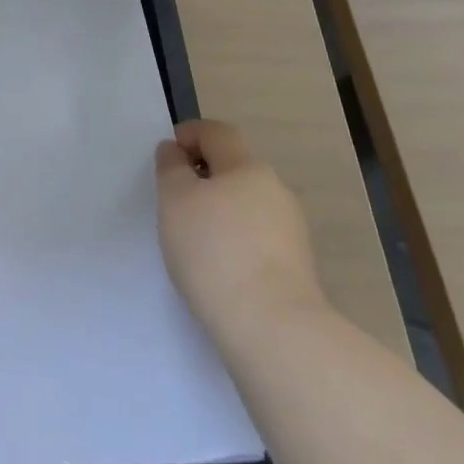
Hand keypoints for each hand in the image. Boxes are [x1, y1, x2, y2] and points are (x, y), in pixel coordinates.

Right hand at [155, 120, 325, 345]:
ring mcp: (291, 231)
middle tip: (174, 201)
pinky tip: (218, 267)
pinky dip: (235, 240)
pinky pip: (257, 237)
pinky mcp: (296, 268)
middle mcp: (275, 191)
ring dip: (219, 210)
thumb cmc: (214, 251)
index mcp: (247, 167)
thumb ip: (171, 168)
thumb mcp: (174, 199)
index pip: (217, 133)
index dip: (189, 135)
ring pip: (246, 204)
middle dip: (203, 176)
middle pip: (234, 168)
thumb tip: (176, 152)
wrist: (274, 331)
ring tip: (193, 239)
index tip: (167, 159)